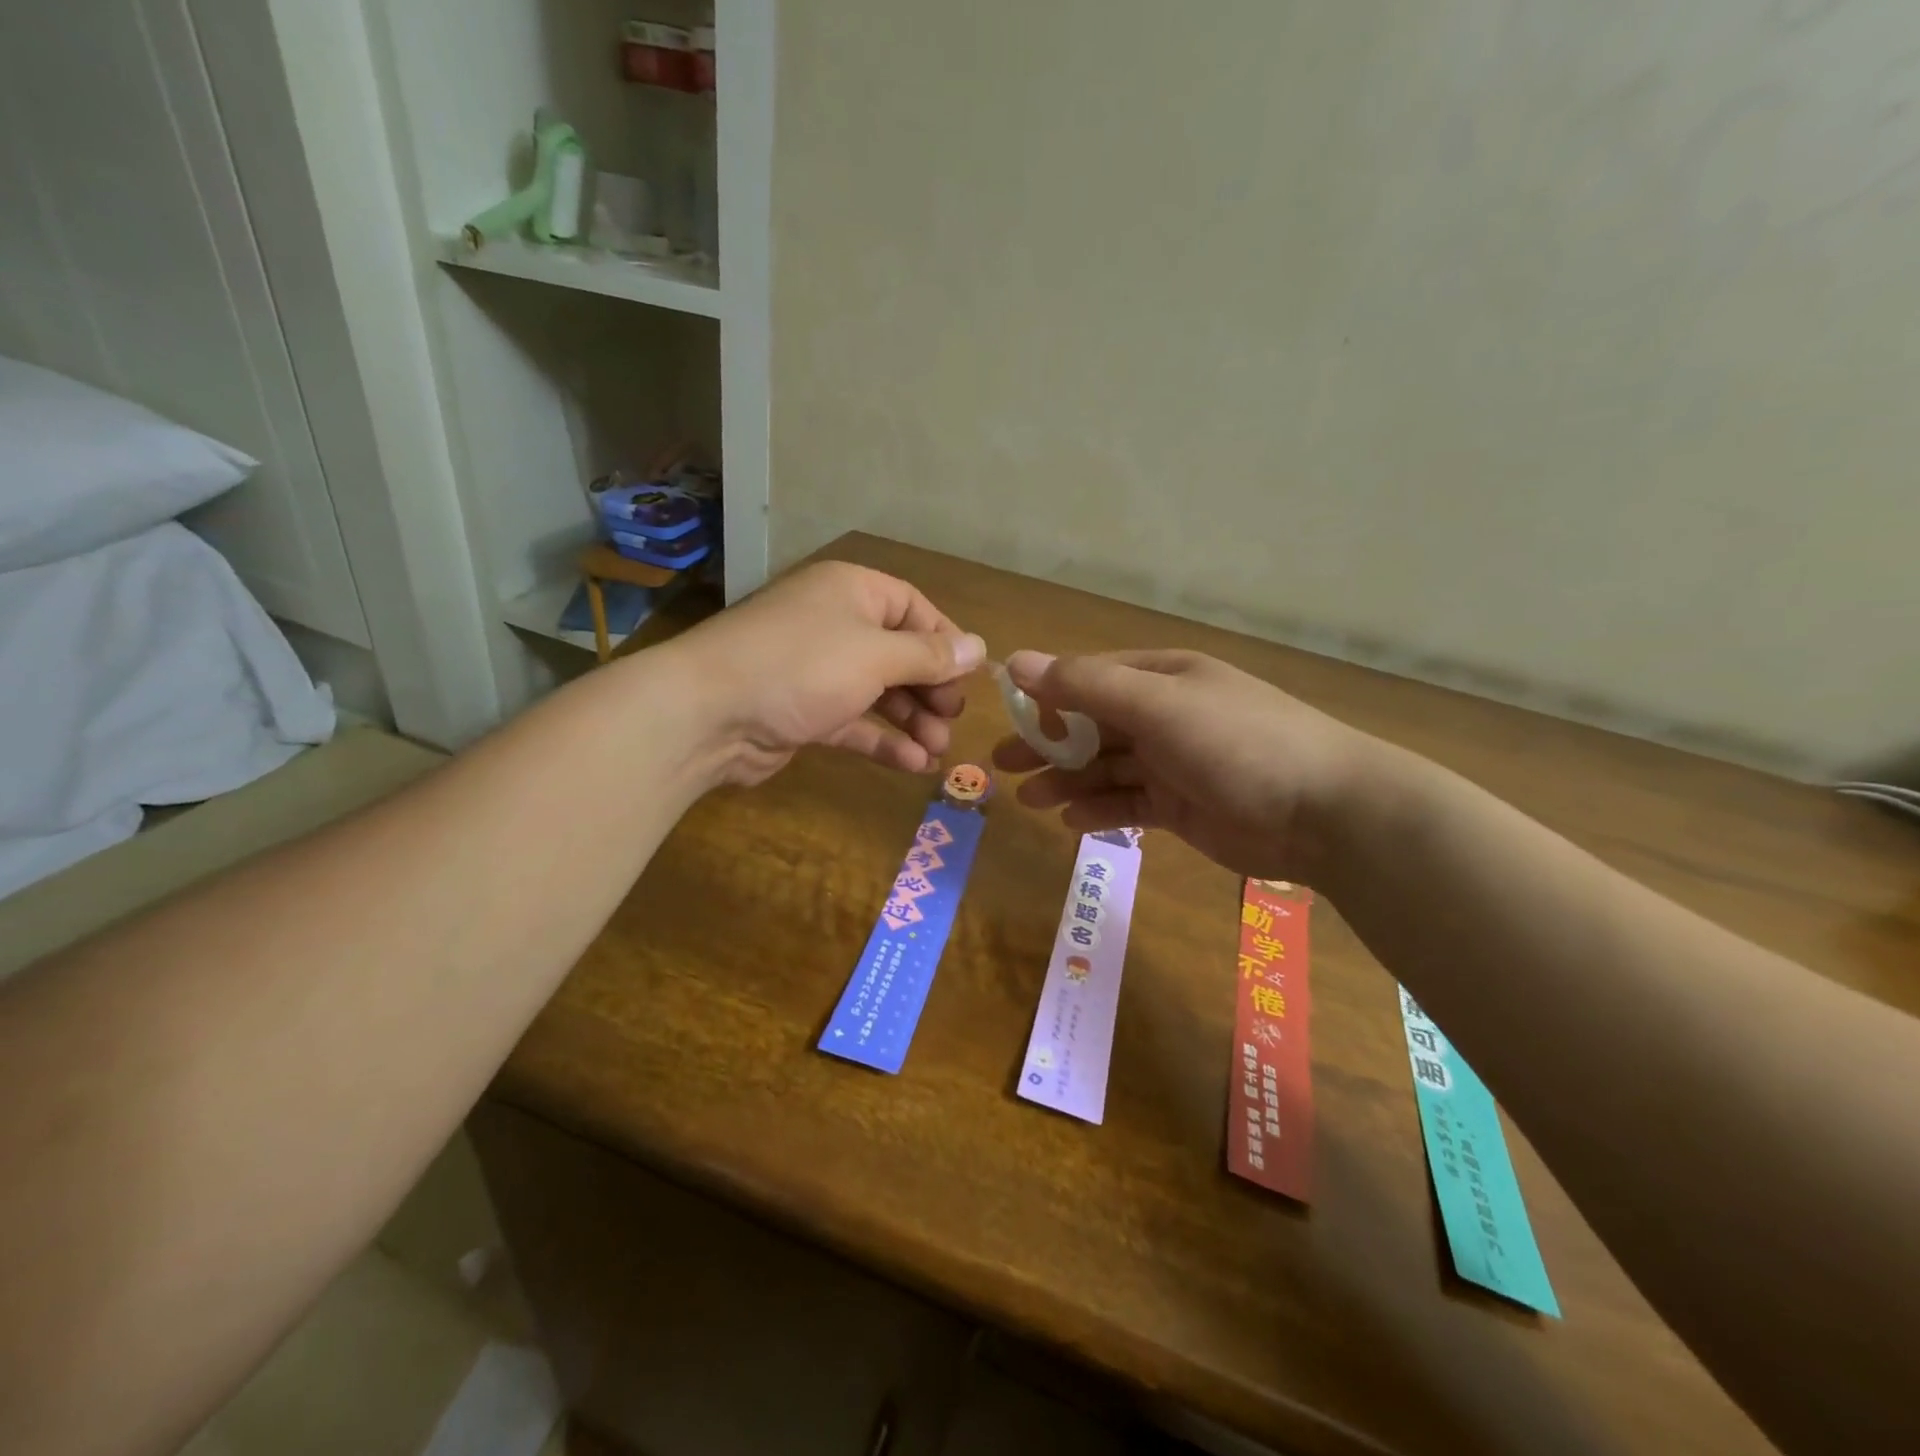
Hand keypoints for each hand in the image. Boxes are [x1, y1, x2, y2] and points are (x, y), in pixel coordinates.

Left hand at [666, 561, 984, 784]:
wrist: (707, 714)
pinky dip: (881, 740)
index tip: (970, 677)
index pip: (913, 607)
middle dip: (930, 688)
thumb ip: (929, 655)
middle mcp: (835, 624)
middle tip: (953, 719)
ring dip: (911, 720)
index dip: (945, 641)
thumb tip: (978, 646)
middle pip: (898, 652)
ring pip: (878, 691)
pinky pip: (853, 721)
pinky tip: (913, 764)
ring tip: (939, 751)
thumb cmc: (802, 667)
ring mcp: (816, 670)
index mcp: (852, 592)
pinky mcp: (803, 712)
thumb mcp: (876, 656)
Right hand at [990, 649, 1372, 882]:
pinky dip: (1100, 810)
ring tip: (1028, 800)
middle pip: (1092, 726)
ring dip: (1067, 781)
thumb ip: (1086, 686)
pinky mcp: (1182, 806)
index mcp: (1162, 677)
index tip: (1008, 716)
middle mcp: (1165, 715)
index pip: (1090, 678)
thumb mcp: (1157, 705)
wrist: (1325, 812)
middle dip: (1048, 744)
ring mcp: (1174, 762)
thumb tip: (1017, 661)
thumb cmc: (1237, 743)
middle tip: (1001, 764)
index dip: (1047, 696)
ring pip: (1105, 768)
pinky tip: (1071, 822)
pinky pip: (1129, 803)